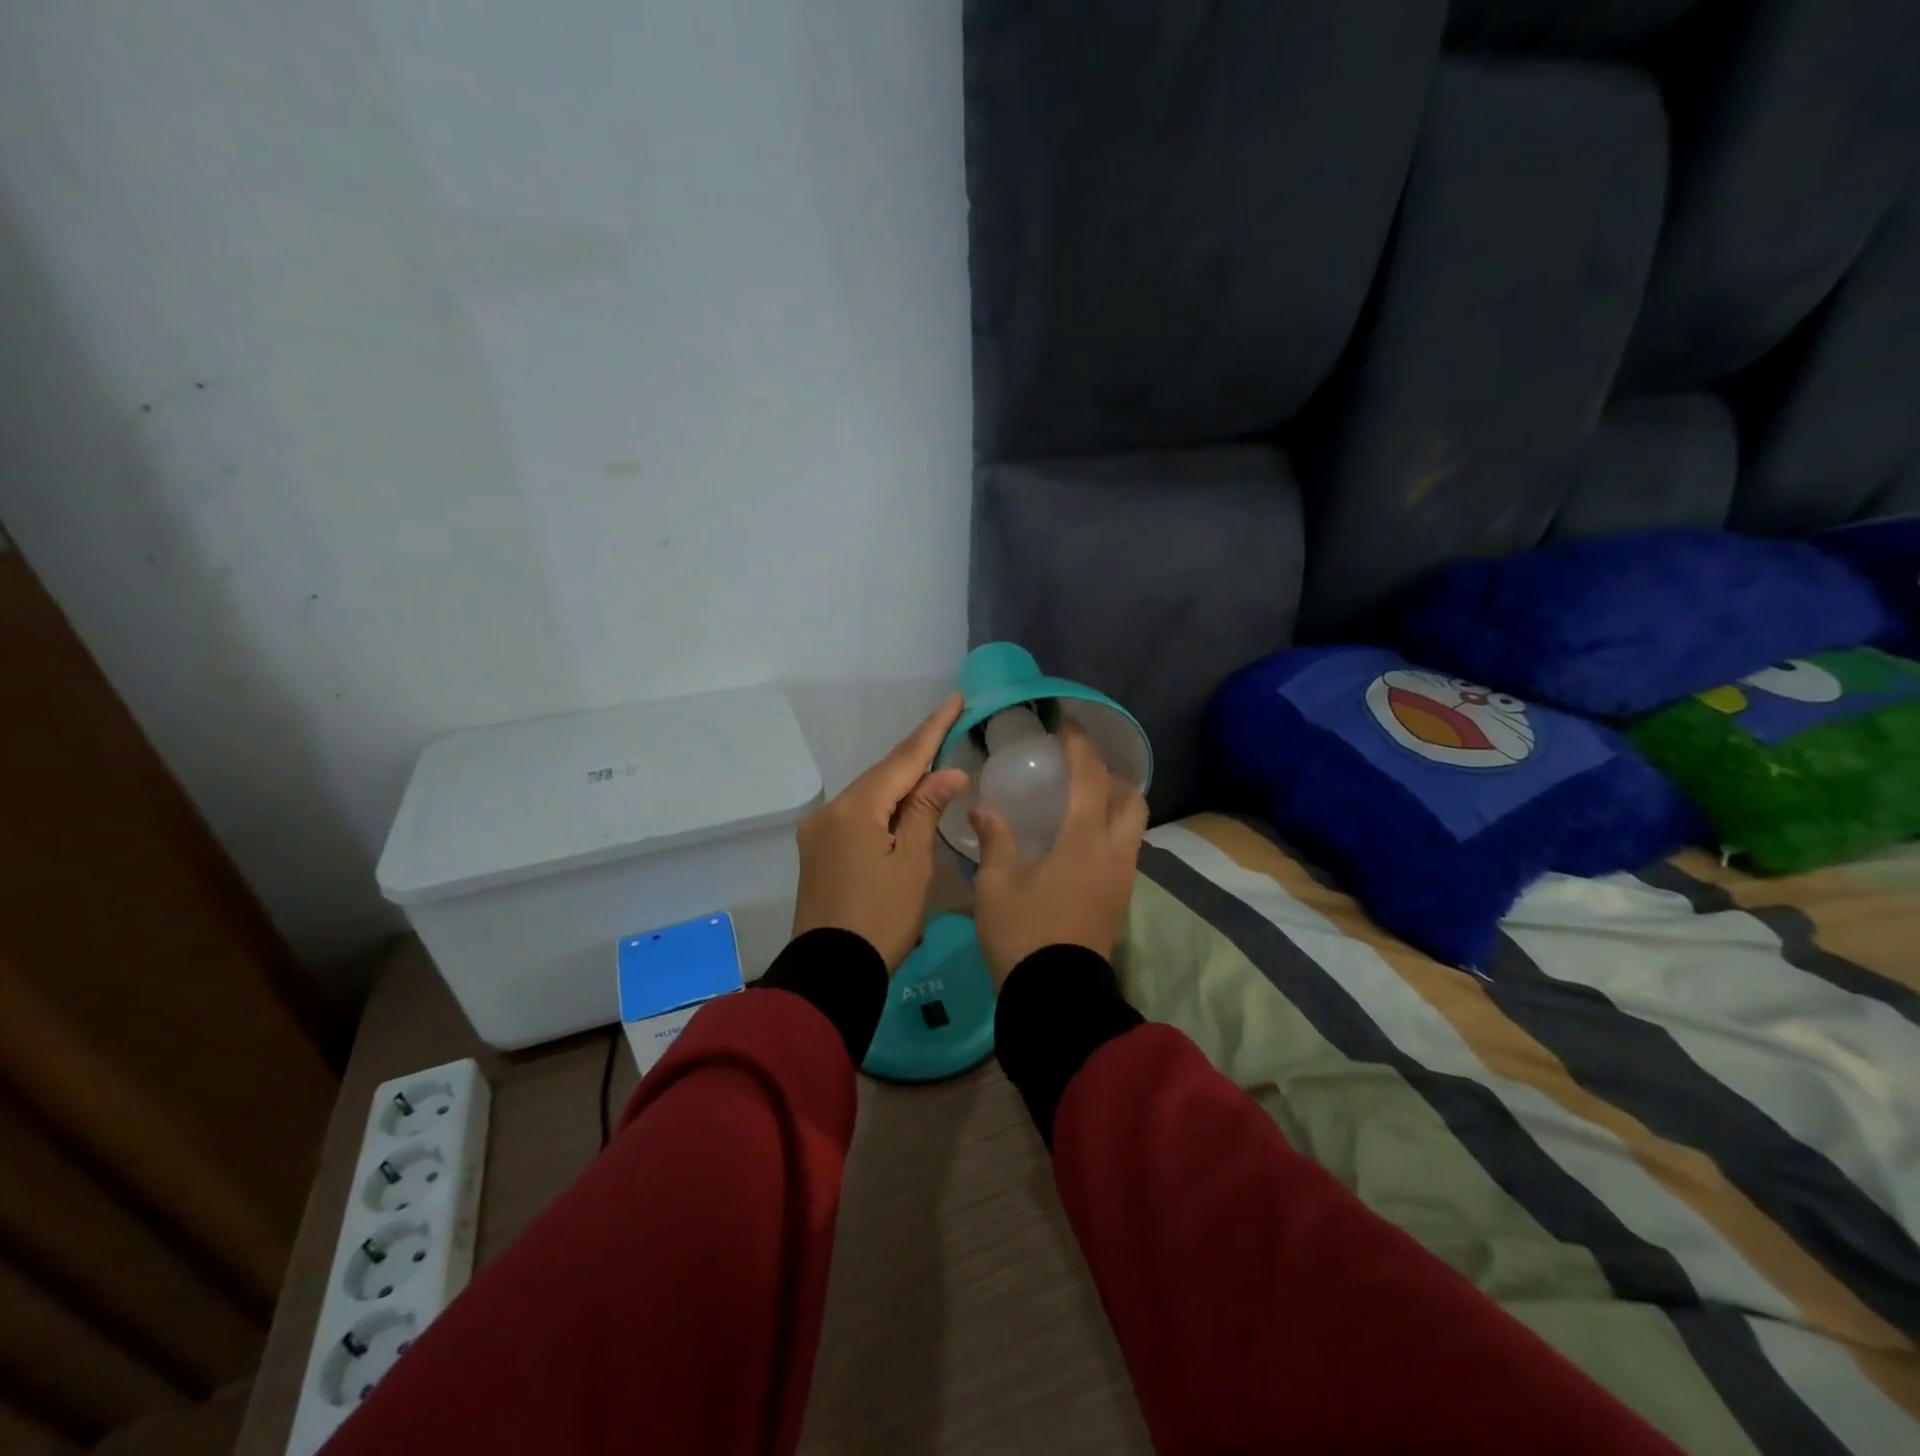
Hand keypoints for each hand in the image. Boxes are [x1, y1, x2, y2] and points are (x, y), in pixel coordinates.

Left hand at [791, 693, 969, 971]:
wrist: (830, 971)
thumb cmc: (882, 918)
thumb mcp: (913, 863)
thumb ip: (927, 810)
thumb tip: (948, 772)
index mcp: (856, 808)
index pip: (903, 759)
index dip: (932, 729)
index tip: (954, 699)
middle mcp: (831, 810)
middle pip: (882, 774)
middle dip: (917, 755)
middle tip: (950, 729)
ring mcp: (819, 830)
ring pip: (869, 795)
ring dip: (901, 783)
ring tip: (935, 768)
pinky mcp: (817, 850)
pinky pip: (857, 815)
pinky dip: (883, 806)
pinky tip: (903, 806)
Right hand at [969, 722, 1148, 986]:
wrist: (1056, 998)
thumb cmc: (1022, 934)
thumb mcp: (996, 885)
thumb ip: (995, 840)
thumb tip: (984, 809)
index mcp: (1084, 841)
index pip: (1090, 778)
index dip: (1080, 745)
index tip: (1067, 723)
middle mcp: (1114, 853)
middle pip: (1131, 798)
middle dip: (1110, 774)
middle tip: (1079, 768)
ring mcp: (1123, 878)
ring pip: (1134, 825)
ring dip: (1114, 802)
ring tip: (1080, 799)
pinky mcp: (1120, 899)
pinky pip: (1126, 848)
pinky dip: (1111, 830)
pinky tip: (1080, 839)